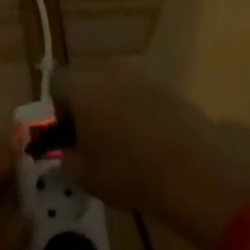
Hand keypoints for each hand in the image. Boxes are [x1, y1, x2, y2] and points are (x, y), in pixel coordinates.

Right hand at [56, 67, 249, 249]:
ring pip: (116, 83)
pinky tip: (148, 141)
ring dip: (113, 104)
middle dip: (85, 100)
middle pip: (87, 75)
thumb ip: (68, 160)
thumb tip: (69, 154)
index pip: (56, 80)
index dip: (58, 106)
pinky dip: (139, 110)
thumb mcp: (84, 176)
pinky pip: (143, 94)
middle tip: (91, 136)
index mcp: (82, 87)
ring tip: (122, 140)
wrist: (192, 171)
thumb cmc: (127, 172)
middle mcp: (111, 73)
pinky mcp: (170, 90)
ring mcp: (144, 78)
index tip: (69, 134)